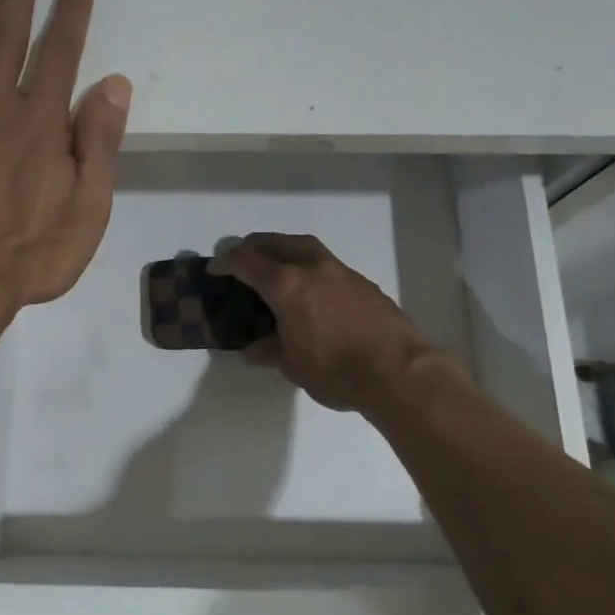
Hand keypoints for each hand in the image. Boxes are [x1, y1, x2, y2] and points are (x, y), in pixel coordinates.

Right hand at [216, 233, 440, 413]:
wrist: (399, 372)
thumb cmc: (336, 370)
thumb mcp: (292, 365)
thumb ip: (269, 350)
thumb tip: (252, 349)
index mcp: (286, 284)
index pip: (246, 261)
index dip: (226, 262)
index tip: (215, 268)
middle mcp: (311, 267)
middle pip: (275, 242)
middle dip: (254, 247)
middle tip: (242, 260)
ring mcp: (340, 271)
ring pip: (304, 246)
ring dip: (283, 250)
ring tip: (275, 267)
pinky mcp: (362, 282)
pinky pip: (325, 262)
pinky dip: (308, 266)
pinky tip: (310, 288)